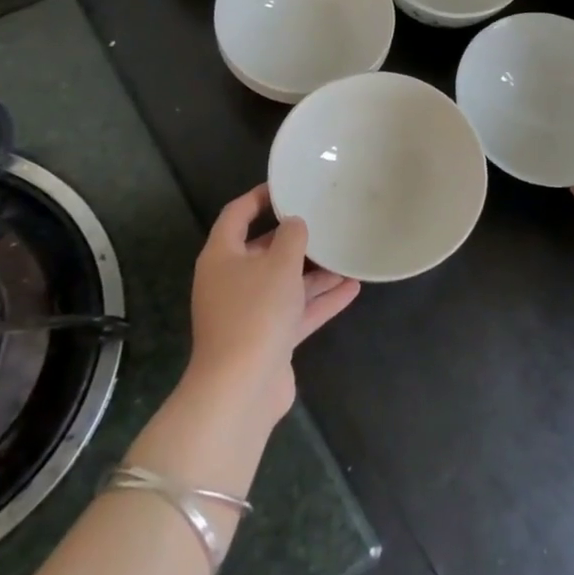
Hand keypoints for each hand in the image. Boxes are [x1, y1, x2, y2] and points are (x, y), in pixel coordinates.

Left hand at [188, 184, 359, 419]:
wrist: (241, 388)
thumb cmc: (255, 312)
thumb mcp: (279, 264)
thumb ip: (292, 237)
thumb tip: (294, 224)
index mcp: (222, 257)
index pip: (237, 215)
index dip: (260, 197)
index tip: (289, 186)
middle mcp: (231, 281)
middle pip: (263, 251)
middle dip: (295, 239)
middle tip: (325, 221)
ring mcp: (249, 313)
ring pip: (284, 283)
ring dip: (314, 272)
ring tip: (346, 256)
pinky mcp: (267, 339)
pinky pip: (296, 311)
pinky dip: (320, 300)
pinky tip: (352, 288)